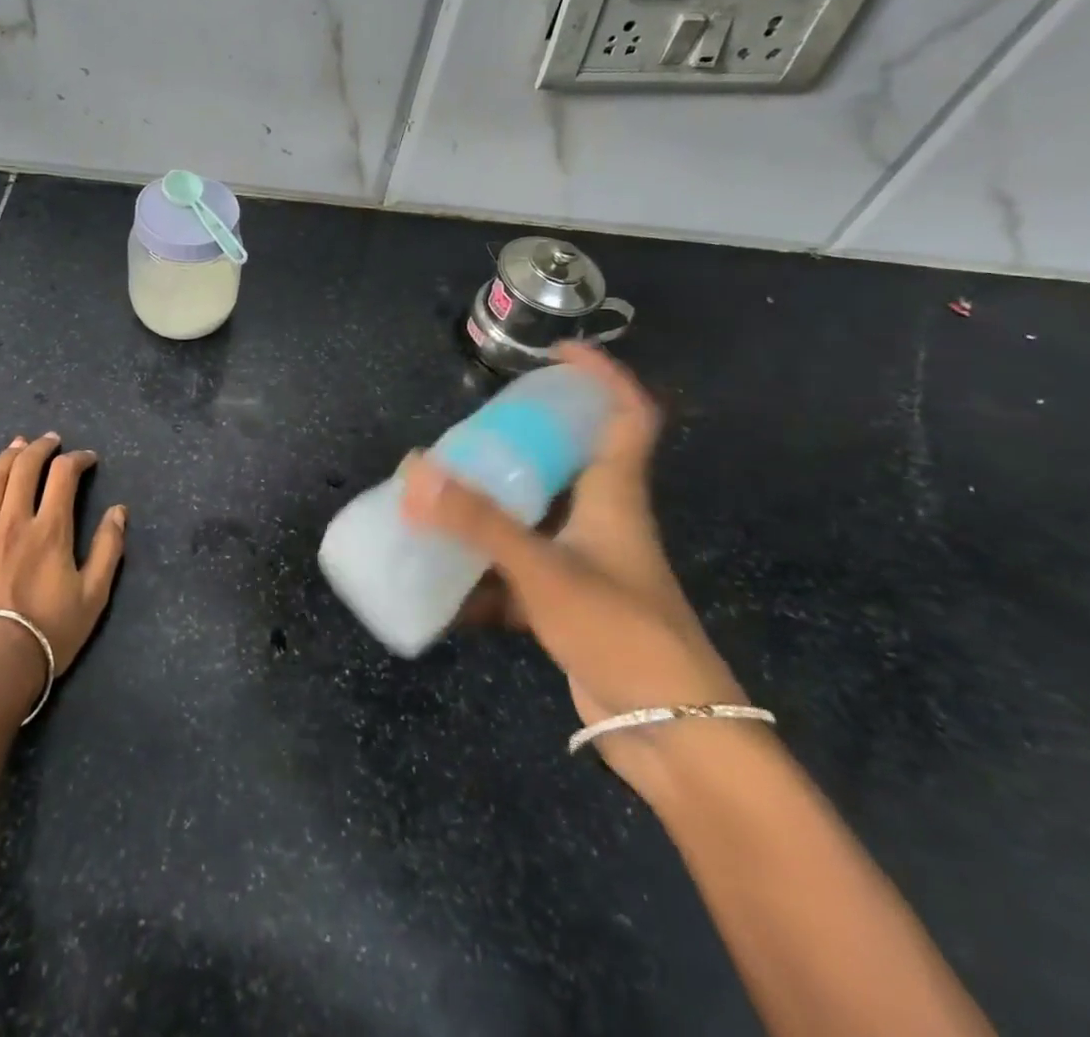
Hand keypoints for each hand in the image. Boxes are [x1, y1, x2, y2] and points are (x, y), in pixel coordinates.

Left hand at [0, 433, 126, 705]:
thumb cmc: (48, 634)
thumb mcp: (93, 596)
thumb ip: (109, 549)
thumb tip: (119, 510)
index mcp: (50, 530)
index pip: (63, 476)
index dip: (77, 459)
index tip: (87, 458)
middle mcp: (13, 522)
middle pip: (24, 469)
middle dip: (40, 448)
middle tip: (50, 440)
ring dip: (5, 458)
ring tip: (16, 446)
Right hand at [404, 345, 750, 796]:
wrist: (675, 737)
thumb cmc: (623, 633)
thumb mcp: (546, 571)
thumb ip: (479, 523)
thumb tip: (415, 471)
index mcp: (614, 496)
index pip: (626, 416)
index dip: (601, 377)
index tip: (558, 353)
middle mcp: (601, 522)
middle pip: (566, 462)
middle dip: (520, 442)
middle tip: (469, 433)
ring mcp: (585, 567)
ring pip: (534, 520)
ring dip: (490, 511)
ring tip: (440, 498)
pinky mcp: (568, 608)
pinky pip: (516, 577)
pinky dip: (482, 579)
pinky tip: (443, 588)